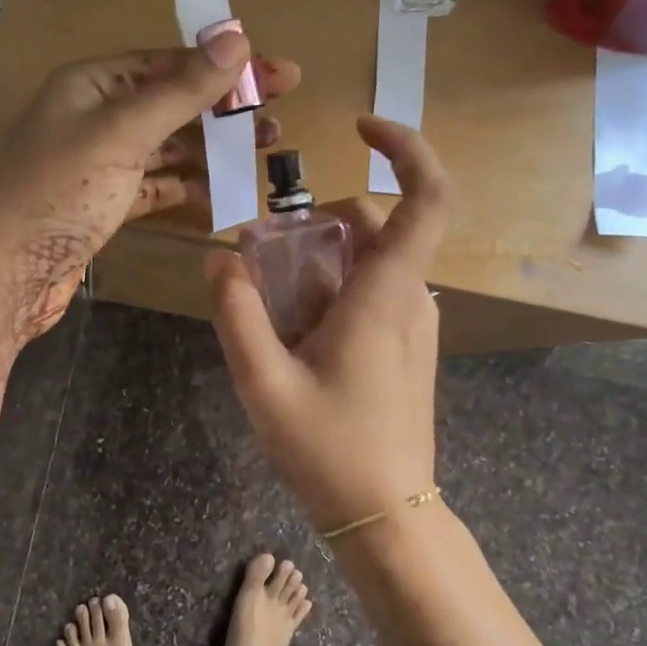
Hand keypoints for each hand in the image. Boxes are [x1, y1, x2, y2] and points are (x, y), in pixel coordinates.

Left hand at [0, 25, 299, 338]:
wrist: (5, 274)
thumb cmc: (59, 192)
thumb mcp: (122, 133)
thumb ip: (180, 90)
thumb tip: (236, 38)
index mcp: (92, 84)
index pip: (170, 63)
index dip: (226, 67)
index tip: (279, 75)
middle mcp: (96, 117)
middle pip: (173, 104)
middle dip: (225, 109)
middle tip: (279, 119)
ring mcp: (101, 164)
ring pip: (168, 147)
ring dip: (213, 149)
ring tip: (264, 152)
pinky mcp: (106, 205)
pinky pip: (157, 186)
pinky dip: (188, 186)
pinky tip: (222, 190)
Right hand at [205, 117, 451, 529]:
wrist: (386, 517)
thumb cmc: (329, 450)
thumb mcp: (263, 383)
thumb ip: (237, 314)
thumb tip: (219, 259)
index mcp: (386, 296)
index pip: (427, 198)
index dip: (405, 148)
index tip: (359, 128)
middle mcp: (410, 299)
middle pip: (375, 225)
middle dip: (319, 224)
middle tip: (261, 259)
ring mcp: (414, 325)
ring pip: (368, 261)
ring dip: (319, 264)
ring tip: (269, 310)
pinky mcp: (406, 348)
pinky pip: (370, 294)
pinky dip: (330, 292)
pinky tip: (294, 338)